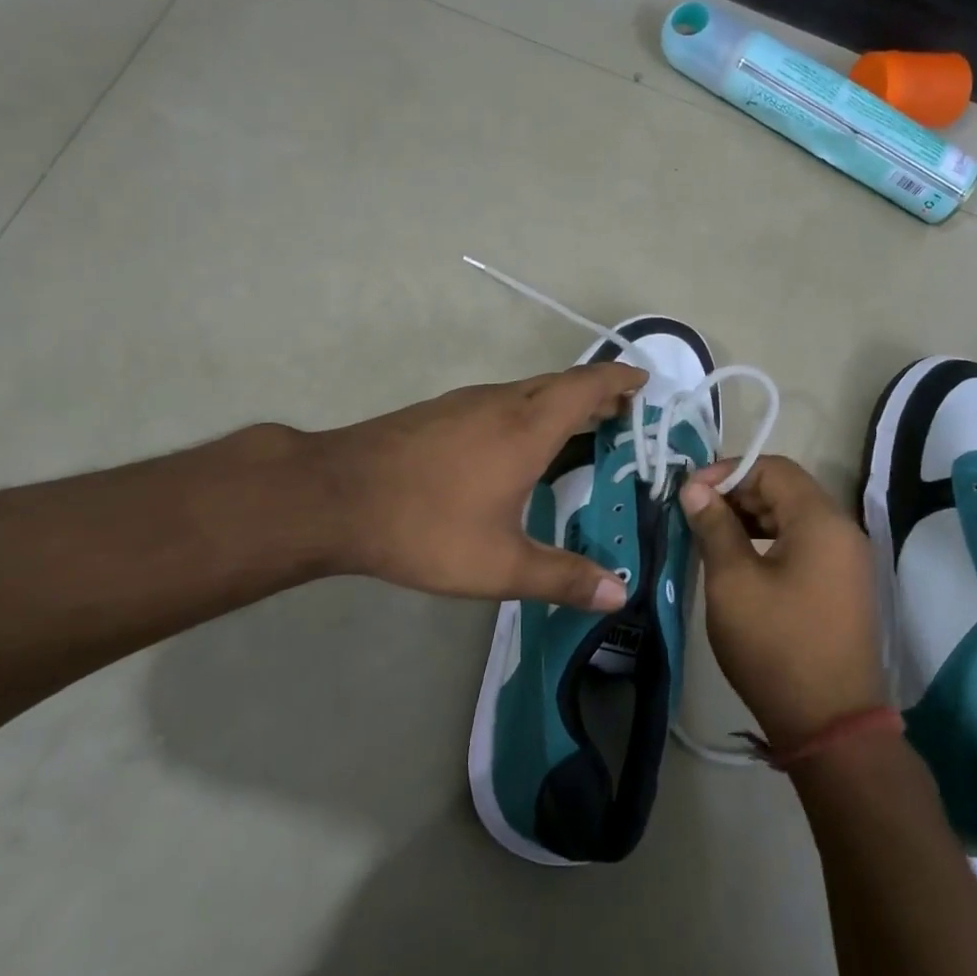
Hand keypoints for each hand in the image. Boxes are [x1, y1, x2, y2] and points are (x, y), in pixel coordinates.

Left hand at [306, 362, 646, 609]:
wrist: (333, 496)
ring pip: (528, 391)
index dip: (619, 381)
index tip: (643, 384)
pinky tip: (516, 445)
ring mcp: (465, 403)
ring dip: (560, 403)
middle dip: (596, 395)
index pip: (587, 386)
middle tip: (622, 416)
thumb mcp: (500, 564)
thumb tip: (620, 594)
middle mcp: (501, 403)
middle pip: (561, 384)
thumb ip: (562, 578)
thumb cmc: (426, 526)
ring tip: (580, 429)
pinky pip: (500, 401)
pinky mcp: (438, 413)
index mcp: (527, 428)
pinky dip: (528, 412)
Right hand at [680, 455, 887, 749]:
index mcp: (821, 521)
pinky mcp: (844, 586)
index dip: (728, 472)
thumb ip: (715, 527)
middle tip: (696, 514)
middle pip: (787, 490)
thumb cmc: (775, 645)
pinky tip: (742, 561)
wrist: (830, 723)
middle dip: (739, 493)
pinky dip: (771, 541)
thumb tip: (695, 488)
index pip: (774, 468)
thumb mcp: (733, 582)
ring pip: (795, 518)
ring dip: (753, 518)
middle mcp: (843, 531)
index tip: (691, 493)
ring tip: (713, 536)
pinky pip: (806, 545)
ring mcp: (848, 561)